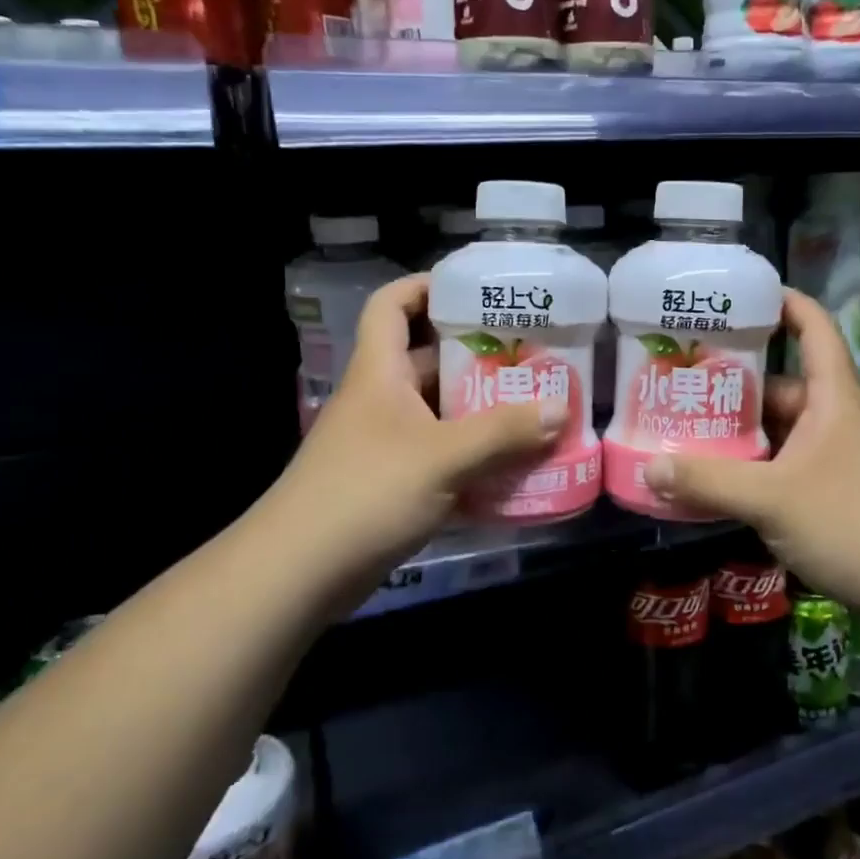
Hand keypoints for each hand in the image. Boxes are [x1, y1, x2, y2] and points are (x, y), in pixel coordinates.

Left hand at [269, 275, 564, 611]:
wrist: (300, 572)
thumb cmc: (366, 492)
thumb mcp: (442, 456)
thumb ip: (503, 431)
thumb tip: (559, 409)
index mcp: (380, 372)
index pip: (392, 304)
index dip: (426, 286)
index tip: (475, 289)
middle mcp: (381, 398)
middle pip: (429, 358)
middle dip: (479, 355)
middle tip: (532, 356)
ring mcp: (386, 442)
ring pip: (441, 410)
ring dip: (483, 409)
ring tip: (536, 407)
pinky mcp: (393, 481)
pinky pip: (442, 453)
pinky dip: (474, 454)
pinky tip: (513, 463)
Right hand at [641, 290, 859, 620]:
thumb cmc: (853, 522)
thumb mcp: (772, 498)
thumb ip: (709, 481)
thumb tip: (650, 468)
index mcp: (831, 396)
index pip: (813, 327)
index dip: (784, 301)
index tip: (741, 294)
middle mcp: (834, 419)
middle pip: (780, 385)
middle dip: (734, 382)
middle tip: (680, 380)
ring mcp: (835, 458)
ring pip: (778, 431)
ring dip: (738, 432)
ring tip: (684, 429)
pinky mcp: (832, 494)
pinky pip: (782, 466)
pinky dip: (751, 469)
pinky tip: (714, 482)